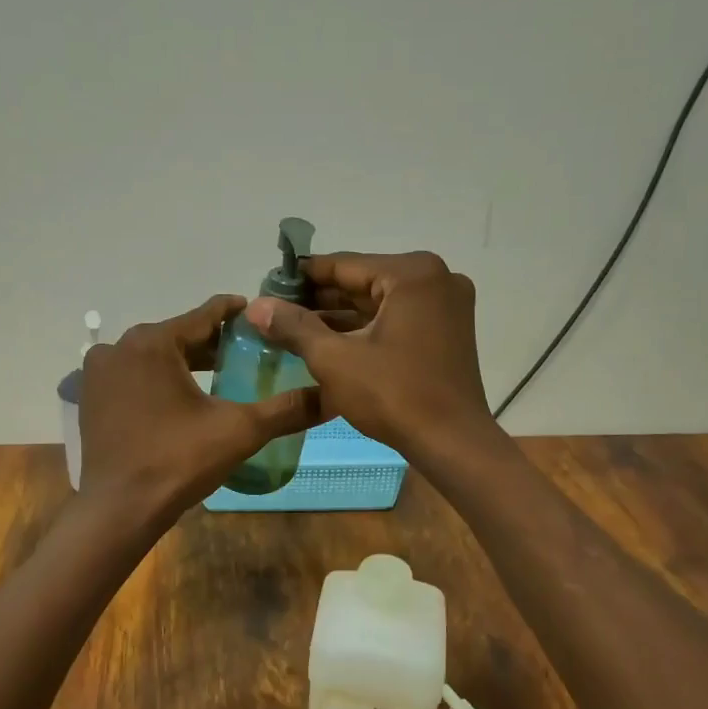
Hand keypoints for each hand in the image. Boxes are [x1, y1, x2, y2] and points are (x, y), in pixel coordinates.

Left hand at [79, 295, 323, 521]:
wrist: (119, 509)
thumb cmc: (178, 461)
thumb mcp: (239, 431)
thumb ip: (285, 408)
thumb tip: (330, 396)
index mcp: (153, 342)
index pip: (205, 315)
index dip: (237, 313)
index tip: (261, 316)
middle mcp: (120, 346)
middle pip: (178, 334)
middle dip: (213, 342)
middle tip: (249, 351)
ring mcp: (100, 372)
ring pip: (154, 355)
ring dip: (185, 361)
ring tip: (221, 373)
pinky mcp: (92, 396)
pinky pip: (133, 375)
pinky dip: (158, 378)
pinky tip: (182, 397)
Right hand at [243, 251, 496, 465]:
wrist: (452, 443)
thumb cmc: (393, 394)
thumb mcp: (334, 358)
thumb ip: (294, 326)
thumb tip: (255, 305)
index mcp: (411, 274)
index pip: (343, 265)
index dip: (301, 277)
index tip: (267, 287)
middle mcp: (435, 279)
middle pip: (362, 282)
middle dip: (319, 299)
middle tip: (276, 311)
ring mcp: (445, 305)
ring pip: (378, 303)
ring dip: (338, 316)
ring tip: (292, 329)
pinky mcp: (447, 331)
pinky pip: (395, 319)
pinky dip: (364, 329)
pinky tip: (327, 341)